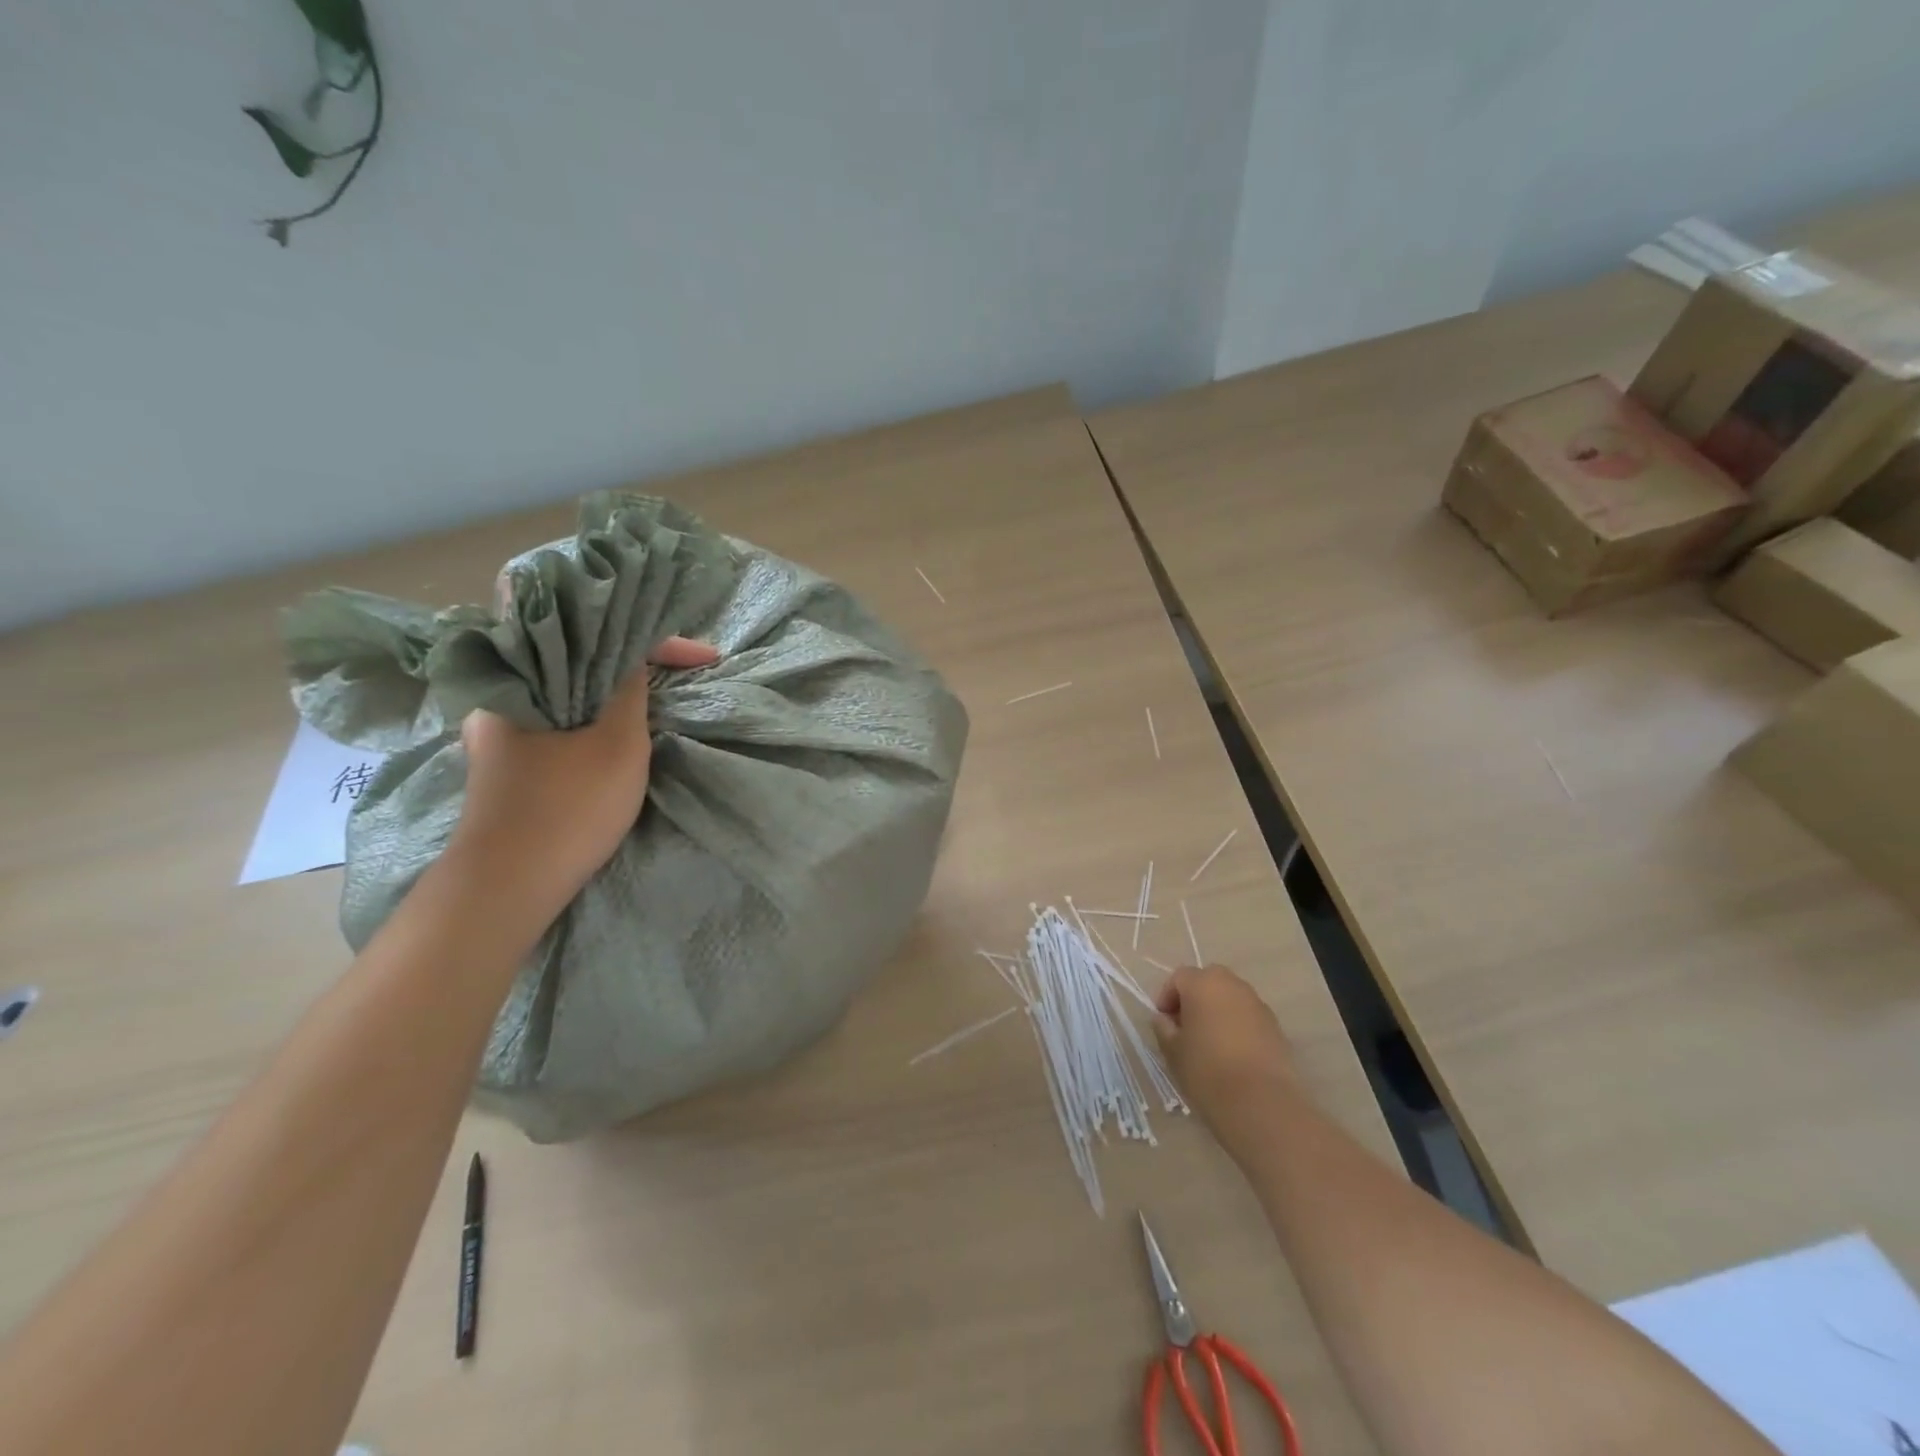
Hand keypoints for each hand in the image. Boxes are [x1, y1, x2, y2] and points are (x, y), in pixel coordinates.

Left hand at [444, 636, 719, 923]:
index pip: (599, 639)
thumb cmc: (568, 808)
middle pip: (582, 663)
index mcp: (522, 679)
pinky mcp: (510, 762)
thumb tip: (635, 661)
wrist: (508, 887)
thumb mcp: (618, 744)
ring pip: (573, 694)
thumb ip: (631, 692)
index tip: (708, 659)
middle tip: (682, 673)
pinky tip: (618, 730)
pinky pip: (562, 721)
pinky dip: (595, 718)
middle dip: (636, 665)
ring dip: (615, 695)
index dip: (662, 645)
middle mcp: (504, 696)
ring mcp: (502, 732)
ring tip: (658, 698)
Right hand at [1153, 964, 1299, 1136]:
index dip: (1166, 997)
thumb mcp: (1172, 1051)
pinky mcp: (1275, 1026)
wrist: (1262, 1103)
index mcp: (1203, 984)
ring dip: (1217, 1011)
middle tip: (1185, 1027)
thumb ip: (1164, 1028)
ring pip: (1230, 997)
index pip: (1179, 978)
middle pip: (1208, 981)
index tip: (1163, 1022)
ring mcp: (1258, 1004)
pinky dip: (1237, 1025)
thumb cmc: (1207, 1070)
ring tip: (1209, 1042)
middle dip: (1194, 998)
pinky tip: (1232, 1054)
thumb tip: (1164, 1019)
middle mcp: (1232, 985)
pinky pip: (1248, 1016)